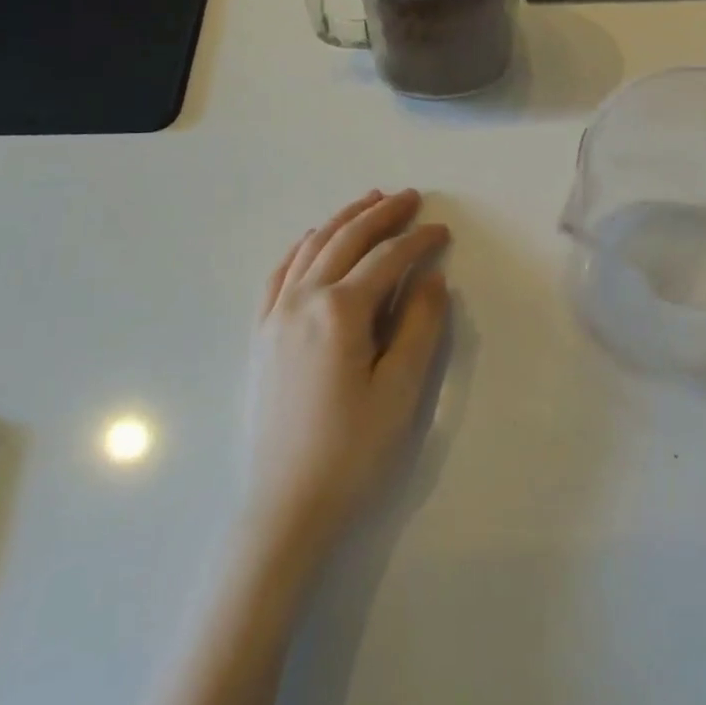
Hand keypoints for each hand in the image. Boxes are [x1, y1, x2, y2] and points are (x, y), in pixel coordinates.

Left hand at [237, 189, 450, 565]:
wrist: (285, 507)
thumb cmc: (351, 452)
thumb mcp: (400, 391)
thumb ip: (421, 327)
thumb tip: (431, 279)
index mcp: (340, 312)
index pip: (387, 259)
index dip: (419, 241)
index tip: (443, 231)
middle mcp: (303, 300)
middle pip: (347, 240)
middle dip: (381, 214)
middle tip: (410, 197)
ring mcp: (276, 315)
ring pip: (312, 247)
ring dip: (344, 219)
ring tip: (370, 201)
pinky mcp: (262, 334)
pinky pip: (280, 272)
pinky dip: (303, 246)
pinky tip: (313, 239)